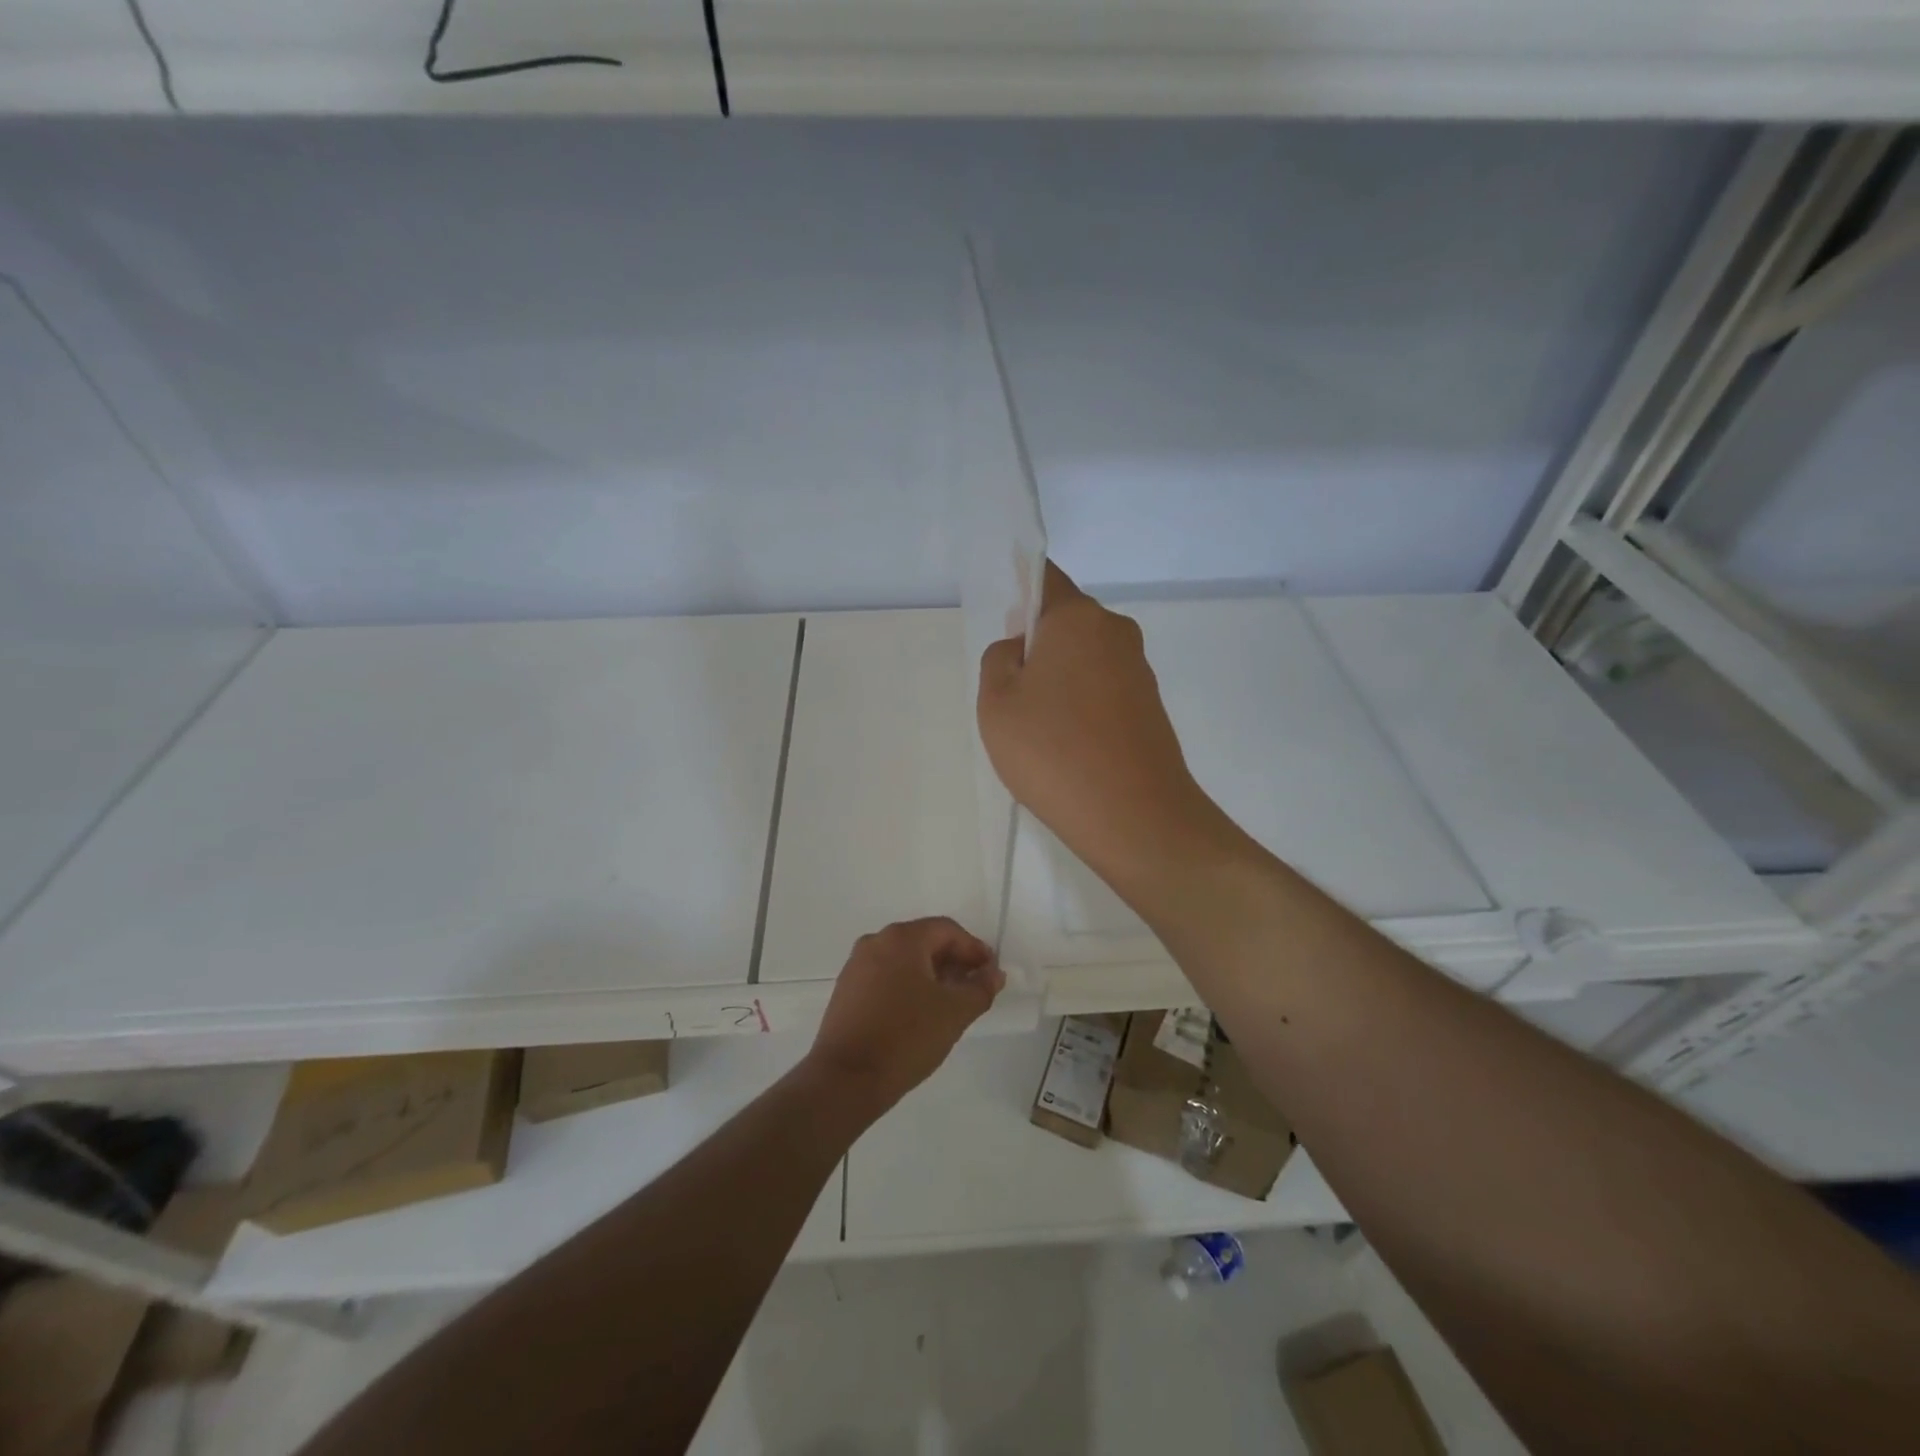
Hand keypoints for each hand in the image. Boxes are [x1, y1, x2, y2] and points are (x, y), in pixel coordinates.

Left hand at [806, 918, 1004, 1112]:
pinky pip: (886, 976)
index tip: (990, 973)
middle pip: (924, 941)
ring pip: (904, 960)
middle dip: (953, 961)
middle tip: (973, 987)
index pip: (947, 930)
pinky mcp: (846, 989)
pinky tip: (919, 1012)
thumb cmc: (906, 1036)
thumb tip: (993, 973)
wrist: (846, 1078)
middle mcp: (876, 941)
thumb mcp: (954, 1013)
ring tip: (949, 1002)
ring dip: (931, 974)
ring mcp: (857, 965)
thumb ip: (980, 988)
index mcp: (902, 938)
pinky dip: (908, 985)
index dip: (974, 949)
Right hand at [977, 562, 1222, 894]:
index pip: (1046, 578)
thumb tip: (1022, 650)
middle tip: (1013, 697)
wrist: (1134, 816)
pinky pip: (1104, 690)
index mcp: (1078, 618)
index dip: (1021, 589)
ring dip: (1060, 681)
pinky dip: (1083, 707)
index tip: (1005, 625)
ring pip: (1085, 660)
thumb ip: (999, 660)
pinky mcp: (1150, 707)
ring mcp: (1139, 670)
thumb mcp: (996, 703)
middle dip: (1038, 647)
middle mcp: (1116, 632)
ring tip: (1041, 733)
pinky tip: (1070, 748)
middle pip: (1066, 623)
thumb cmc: (1053, 751)